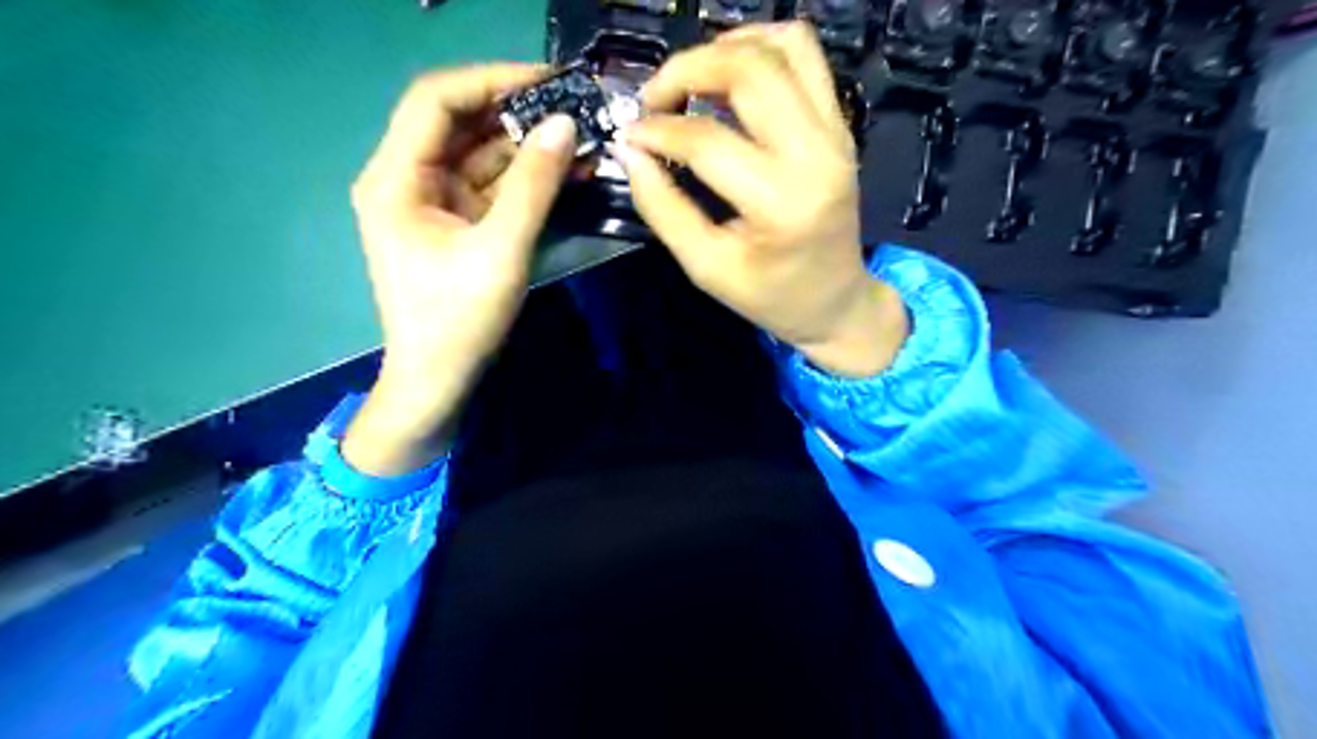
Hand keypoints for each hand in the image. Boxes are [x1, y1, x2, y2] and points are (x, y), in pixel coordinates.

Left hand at [341, 67, 578, 475]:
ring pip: (481, 155)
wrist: (439, 379)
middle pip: (461, 124)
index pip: (435, 101)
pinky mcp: (458, 223)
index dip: (490, 81)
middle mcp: (408, 179)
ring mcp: (434, 202)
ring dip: (528, 146)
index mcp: (396, 178)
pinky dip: (526, 177)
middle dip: (516, 113)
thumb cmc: (459, 319)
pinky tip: (565, 167)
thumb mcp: (500, 250)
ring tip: (580, 135)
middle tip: (574, 105)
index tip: (547, 80)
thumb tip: (564, 124)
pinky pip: (492, 186)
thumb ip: (534, 185)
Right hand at [623, 23, 912, 377]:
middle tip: (654, 98)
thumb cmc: (769, 295)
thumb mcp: (706, 267)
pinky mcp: (840, 124)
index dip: (657, 130)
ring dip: (726, 48)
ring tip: (690, 80)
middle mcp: (816, 154)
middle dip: (687, 69)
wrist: (834, 301)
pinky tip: (729, 74)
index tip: (629, 135)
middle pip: (750, 70)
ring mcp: (836, 133)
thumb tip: (629, 151)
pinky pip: (805, 56)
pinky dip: (761, 48)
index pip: (708, 140)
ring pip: (783, 46)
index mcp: (782, 202)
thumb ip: (662, 208)